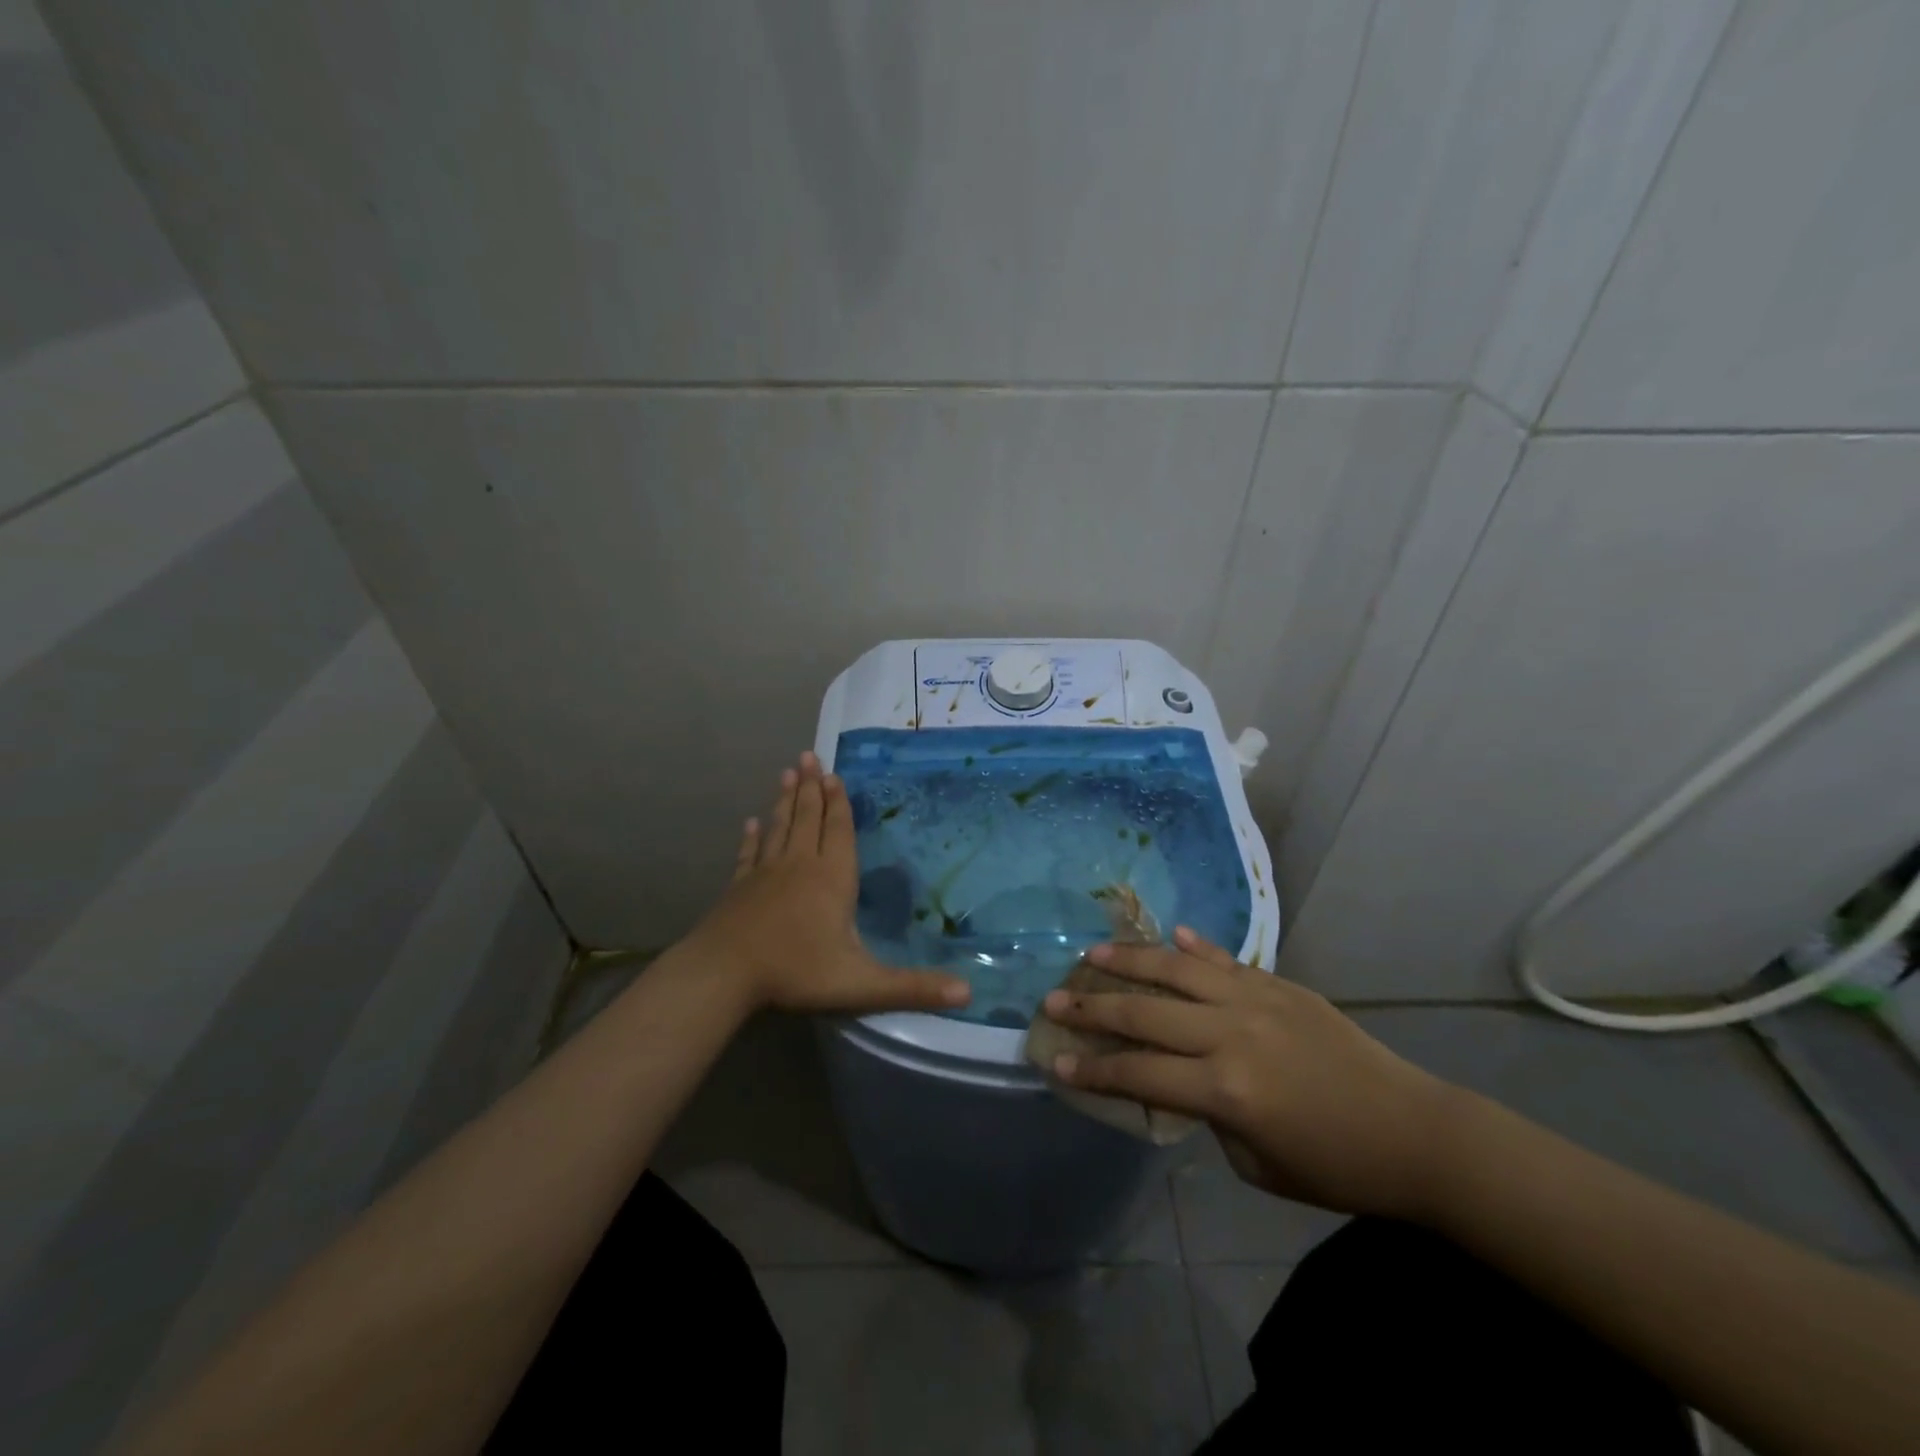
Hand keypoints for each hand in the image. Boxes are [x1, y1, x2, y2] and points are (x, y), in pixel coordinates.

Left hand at [682, 752, 971, 1015]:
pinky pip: (748, 854)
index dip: (839, 804)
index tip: (834, 775)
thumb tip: (969, 993)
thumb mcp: (862, 984)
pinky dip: (752, 837)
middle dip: (811, 788)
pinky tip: (750, 823)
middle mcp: (799, 865)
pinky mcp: (738, 887)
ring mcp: (765, 874)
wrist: (723, 974)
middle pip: (808, 819)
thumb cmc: (796, 972)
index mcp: (832, 878)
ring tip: (787, 773)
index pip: (839, 832)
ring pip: (780, 828)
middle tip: (809, 755)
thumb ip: (913, 987)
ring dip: (785, 801)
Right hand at [1042, 928, 1461, 1220]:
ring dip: (1130, 960)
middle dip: (1092, 1007)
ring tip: (1093, 953)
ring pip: (1177, 968)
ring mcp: (1256, 1000)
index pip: (1139, 1074)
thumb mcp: (1255, 1161)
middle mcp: (1231, 1033)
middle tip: (1053, 999)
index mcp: (1225, 1088)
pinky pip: (1224, 959)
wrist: (1414, 1132)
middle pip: (1145, 1012)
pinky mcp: (1279, 984)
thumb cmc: (1335, 1166)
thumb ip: (1207, 1113)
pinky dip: (1192, 945)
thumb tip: (1180, 1077)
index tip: (1055, 1061)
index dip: (1093, 1070)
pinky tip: (1168, 933)